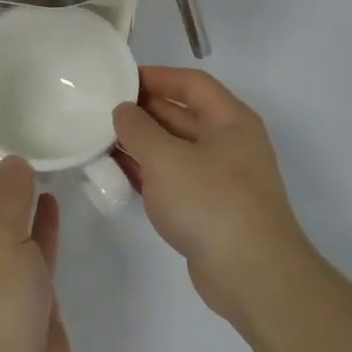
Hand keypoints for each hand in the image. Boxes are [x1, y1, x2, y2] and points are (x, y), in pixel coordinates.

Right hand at [113, 68, 314, 322]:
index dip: (156, 76)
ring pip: (173, 150)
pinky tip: (117, 174)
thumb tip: (123, 111)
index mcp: (230, 121)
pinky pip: (172, 180)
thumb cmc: (211, 203)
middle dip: (142, 112)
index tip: (118, 79)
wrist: (252, 274)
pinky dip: (147, 174)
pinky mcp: (207, 209)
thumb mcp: (167, 159)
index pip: (191, 84)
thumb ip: (138, 129)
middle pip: (181, 116)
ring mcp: (219, 179)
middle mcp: (228, 144)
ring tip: (99, 140)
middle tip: (100, 110)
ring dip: (140, 145)